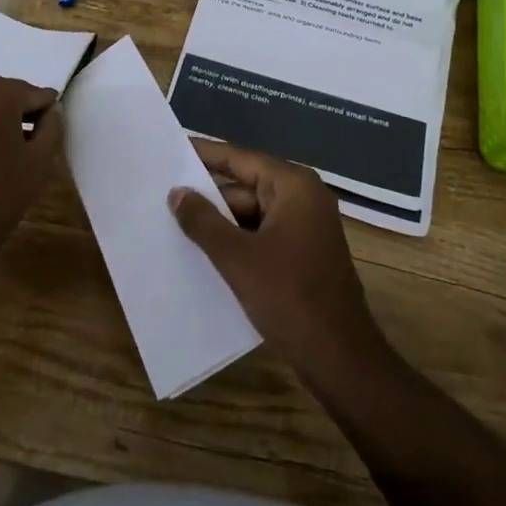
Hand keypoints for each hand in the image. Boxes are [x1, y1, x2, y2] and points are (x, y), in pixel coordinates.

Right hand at [169, 141, 388, 387]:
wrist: (340, 357)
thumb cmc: (289, 297)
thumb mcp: (237, 258)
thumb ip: (203, 221)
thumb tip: (177, 192)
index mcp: (294, 186)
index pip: (241, 158)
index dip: (206, 154)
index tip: (173, 148)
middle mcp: (304, 197)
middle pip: (247, 186)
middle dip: (210, 196)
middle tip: (165, 196)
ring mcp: (308, 226)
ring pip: (254, 213)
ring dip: (222, 223)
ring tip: (177, 226)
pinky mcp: (306, 253)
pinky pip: (264, 235)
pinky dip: (239, 241)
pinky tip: (208, 254)